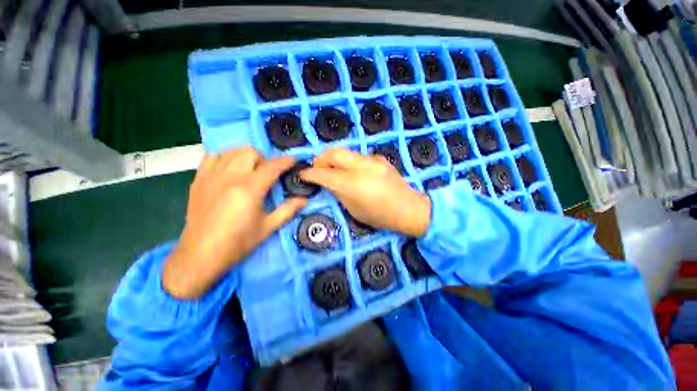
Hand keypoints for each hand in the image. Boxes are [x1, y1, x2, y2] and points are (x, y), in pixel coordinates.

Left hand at [163, 147, 306, 298]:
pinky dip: (225, 157)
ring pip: (231, 150)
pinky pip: (212, 156)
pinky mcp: (198, 180)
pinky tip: (229, 170)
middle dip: (264, 158)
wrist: (201, 255)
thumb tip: (304, 200)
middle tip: (268, 173)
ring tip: (250, 170)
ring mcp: (211, 176)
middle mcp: (230, 177)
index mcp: (249, 189)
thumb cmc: (238, 242)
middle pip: (250, 152)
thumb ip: (288, 210)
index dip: (285, 161)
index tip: (293, 160)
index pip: (272, 167)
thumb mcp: (268, 227)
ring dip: (245, 156)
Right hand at [300, 148, 430, 236]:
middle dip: (320, 159)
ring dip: (335, 159)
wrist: (409, 208)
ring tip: (333, 170)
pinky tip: (353, 172)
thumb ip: (338, 192)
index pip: (325, 174)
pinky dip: (349, 162)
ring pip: (346, 152)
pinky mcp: (379, 158)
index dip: (310, 173)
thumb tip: (327, 182)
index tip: (302, 174)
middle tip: (317, 168)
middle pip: (334, 152)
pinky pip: (358, 157)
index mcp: (353, 184)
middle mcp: (362, 167)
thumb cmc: (380, 216)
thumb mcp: (354, 209)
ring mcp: (373, 160)